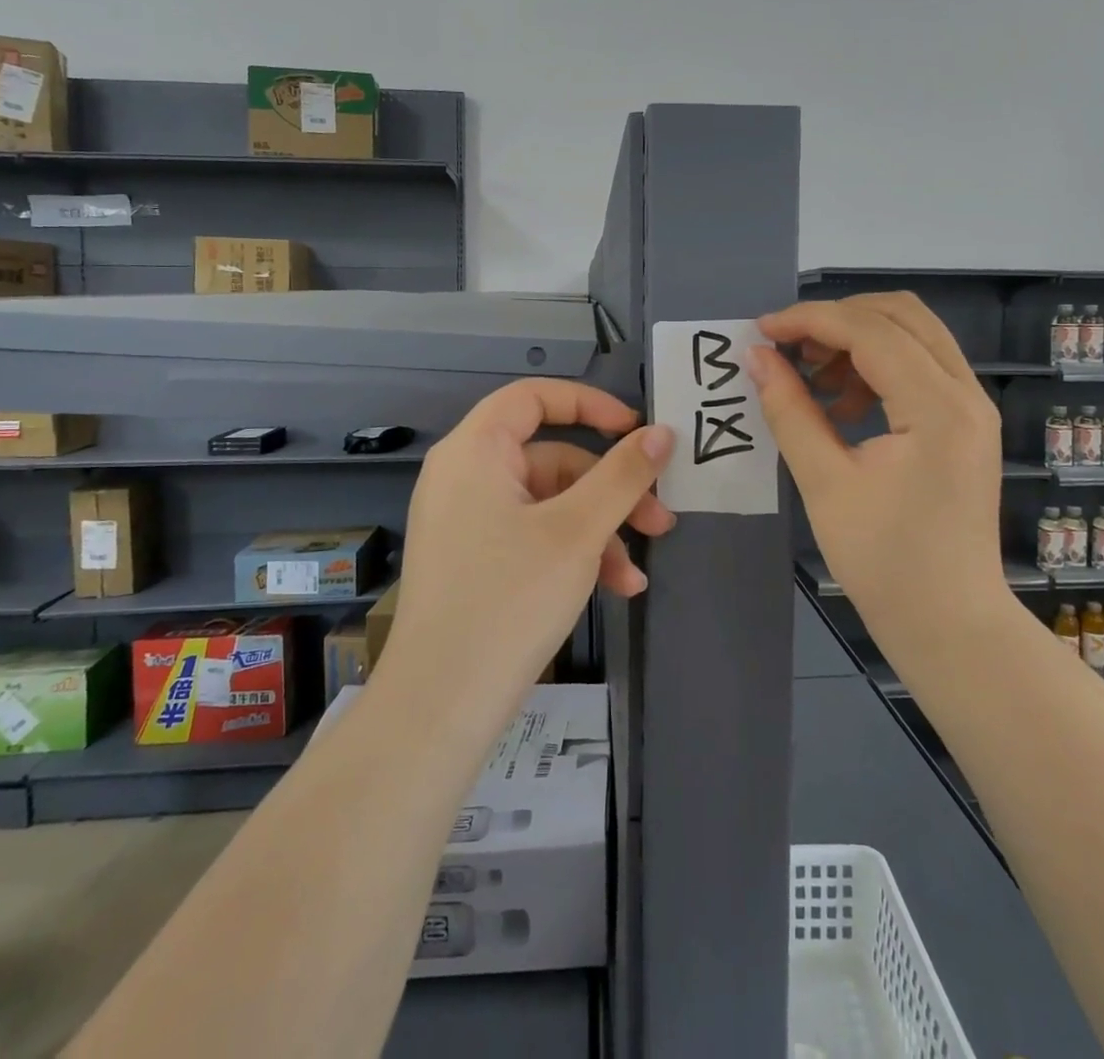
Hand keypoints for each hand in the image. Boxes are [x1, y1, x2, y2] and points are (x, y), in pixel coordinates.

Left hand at [379, 379, 675, 718]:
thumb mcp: (578, 531)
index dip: (590, 404)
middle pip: (551, 458)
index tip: (637, 430)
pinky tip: (614, 590)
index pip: (534, 397)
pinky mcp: (474, 560)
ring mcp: (466, 521)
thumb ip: (624, 474)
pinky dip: (573, 554)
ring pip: (549, 504)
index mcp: (475, 451)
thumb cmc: (509, 599)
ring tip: (637, 574)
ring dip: (600, 531)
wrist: (440, 706)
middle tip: (659, 518)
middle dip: (611, 489)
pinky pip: (531, 536)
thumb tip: (662, 431)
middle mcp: (464, 476)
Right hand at [748, 292, 1006, 630]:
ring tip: (811, 379)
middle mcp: (966, 394)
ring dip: (857, 341)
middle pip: (901, 314)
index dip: (810, 320)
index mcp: (937, 408)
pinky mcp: (965, 424)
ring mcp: (972, 407)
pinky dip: (876, 367)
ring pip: (913, 335)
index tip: (762, 331)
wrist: (950, 624)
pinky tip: (840, 406)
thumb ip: (790, 411)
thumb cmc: (884, 563)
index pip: (870, 331)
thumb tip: (757, 357)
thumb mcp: (825, 483)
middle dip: (837, 319)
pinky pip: (920, 367)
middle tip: (789, 348)